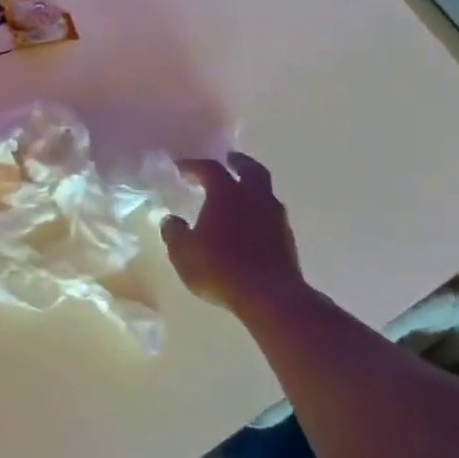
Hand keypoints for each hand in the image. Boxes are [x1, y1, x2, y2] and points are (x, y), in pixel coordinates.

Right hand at [160, 152, 303, 316]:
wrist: (270, 297)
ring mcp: (275, 217)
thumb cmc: (220, 268)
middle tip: (228, 161)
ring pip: (265, 191)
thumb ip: (174, 233)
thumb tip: (171, 220)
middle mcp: (255, 198)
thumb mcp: (183, 253)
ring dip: (251, 188)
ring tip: (237, 195)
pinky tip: (248, 224)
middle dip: (238, 163)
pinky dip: (258, 211)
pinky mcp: (287, 238)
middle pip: (251, 169)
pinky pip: (271, 213)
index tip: (181, 167)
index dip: (193, 165)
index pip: (210, 168)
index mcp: (226, 194)